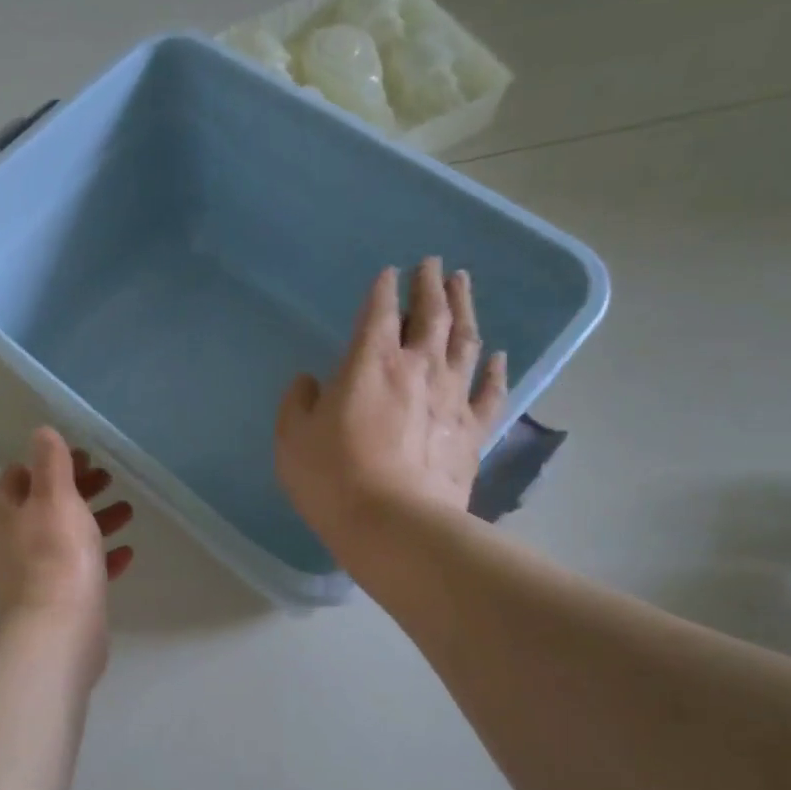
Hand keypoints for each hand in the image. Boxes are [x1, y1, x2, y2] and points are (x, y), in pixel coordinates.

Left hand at [0, 428, 133, 672]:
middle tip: (109, 479)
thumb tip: (42, 432)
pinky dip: (99, 556)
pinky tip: (127, 552)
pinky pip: (77, 568)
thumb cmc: (55, 552)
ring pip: (63, 535)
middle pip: (44, 504)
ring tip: (127, 512)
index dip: (53, 462)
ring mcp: (28, 572)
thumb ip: (50, 461)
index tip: (86, 457)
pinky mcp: (52, 598)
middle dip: (78, 490)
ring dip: (94, 520)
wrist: (59, 628)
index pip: (20, 475)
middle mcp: (6, 541)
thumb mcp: (55, 495)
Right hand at [275, 259, 507, 552]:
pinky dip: (495, 370)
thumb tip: (310, 382)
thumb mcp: (292, 439)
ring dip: (465, 309)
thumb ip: (298, 402)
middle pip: (431, 314)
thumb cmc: (333, 478)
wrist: (394, 525)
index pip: (379, 311)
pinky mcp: (473, 430)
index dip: (383, 288)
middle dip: (431, 285)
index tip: (389, 272)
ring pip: (464, 341)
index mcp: (370, 362)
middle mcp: (417, 367)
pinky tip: (498, 356)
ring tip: (463, 285)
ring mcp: (451, 397)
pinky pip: (490, 392)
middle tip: (434, 263)